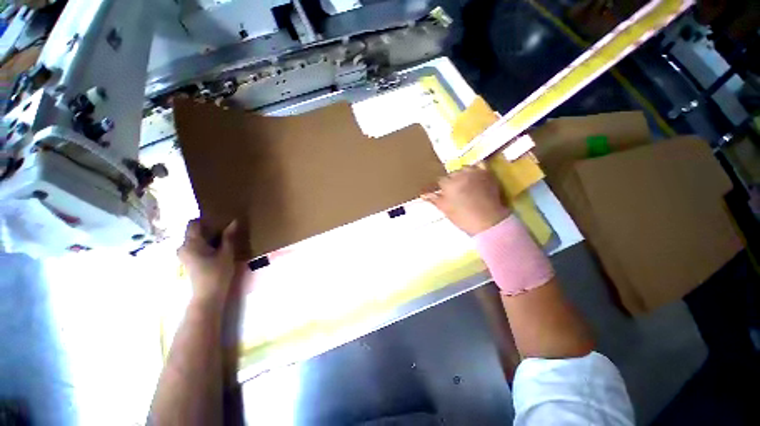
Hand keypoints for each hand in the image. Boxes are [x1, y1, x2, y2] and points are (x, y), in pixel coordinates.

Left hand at [178, 219, 237, 302]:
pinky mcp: (186, 262)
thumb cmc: (218, 272)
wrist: (207, 295)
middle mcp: (183, 246)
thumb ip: (228, 236)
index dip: (205, 220)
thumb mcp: (227, 253)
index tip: (219, 221)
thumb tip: (234, 221)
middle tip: (224, 230)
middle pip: (193, 232)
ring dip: (206, 238)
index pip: (193, 223)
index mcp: (191, 242)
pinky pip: (193, 248)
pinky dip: (203, 246)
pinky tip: (215, 251)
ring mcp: (183, 255)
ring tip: (221, 240)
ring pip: (193, 240)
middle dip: (207, 229)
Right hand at [422, 165, 509, 235]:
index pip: (440, 181)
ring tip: (465, 184)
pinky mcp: (487, 174)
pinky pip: (480, 165)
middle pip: (452, 174)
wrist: (488, 221)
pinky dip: (476, 168)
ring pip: (464, 168)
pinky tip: (475, 176)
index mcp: (449, 184)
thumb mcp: (445, 209)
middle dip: (451, 181)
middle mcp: (461, 174)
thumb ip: (433, 199)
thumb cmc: (463, 217)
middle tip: (455, 192)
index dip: (441, 188)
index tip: (444, 194)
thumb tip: (423, 194)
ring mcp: (475, 173)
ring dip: (463, 174)